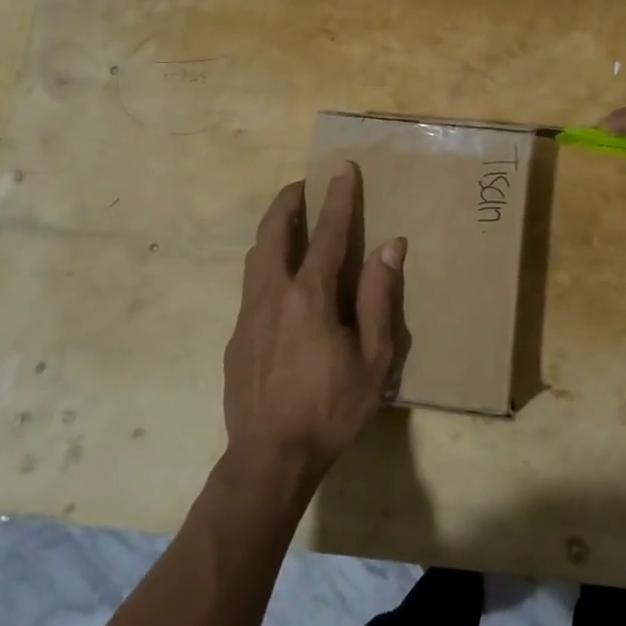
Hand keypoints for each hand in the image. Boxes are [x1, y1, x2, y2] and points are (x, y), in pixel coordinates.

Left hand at [221, 163, 405, 490]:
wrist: (270, 457)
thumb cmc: (331, 407)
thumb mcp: (373, 358)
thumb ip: (378, 298)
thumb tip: (390, 247)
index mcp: (309, 296)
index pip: (328, 234)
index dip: (338, 198)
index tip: (341, 167)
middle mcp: (272, 294)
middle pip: (274, 233)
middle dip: (288, 202)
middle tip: (302, 185)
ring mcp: (248, 315)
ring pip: (255, 256)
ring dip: (272, 230)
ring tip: (288, 221)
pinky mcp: (235, 337)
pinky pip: (251, 286)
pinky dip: (265, 264)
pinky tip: (278, 282)